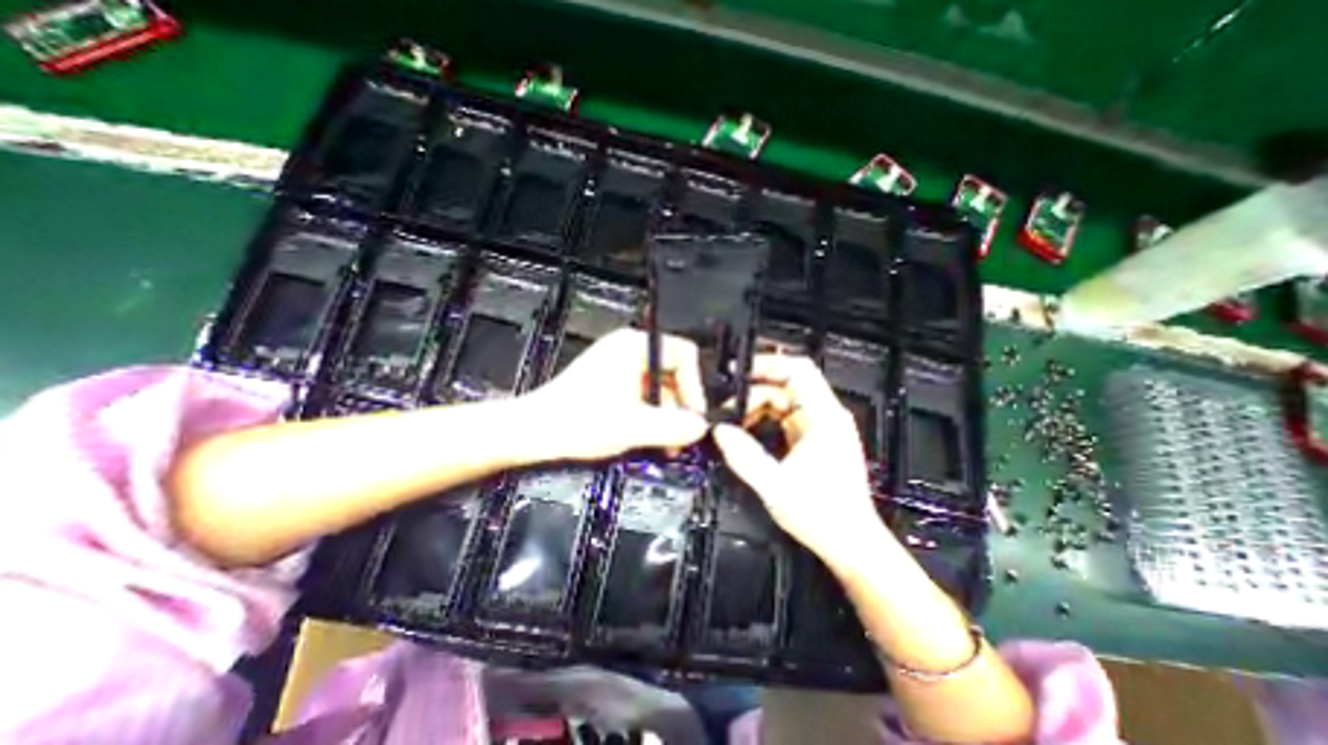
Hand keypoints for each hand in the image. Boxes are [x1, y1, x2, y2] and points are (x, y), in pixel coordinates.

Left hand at [518, 330, 709, 461]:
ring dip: (665, 414)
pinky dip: (650, 413)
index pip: (683, 354)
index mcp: (634, 346)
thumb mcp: (634, 427)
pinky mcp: (610, 379)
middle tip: (682, 436)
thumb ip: (674, 427)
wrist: (534, 431)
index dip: (694, 385)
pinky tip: (649, 435)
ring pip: (658, 385)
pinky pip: (642, 392)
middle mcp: (628, 348)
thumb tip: (701, 427)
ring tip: (666, 444)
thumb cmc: (578, 421)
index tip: (694, 414)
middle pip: (672, 372)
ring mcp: (618, 363)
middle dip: (679, 405)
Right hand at [715, 351, 891, 567]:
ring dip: (758, 406)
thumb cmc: (822, 516)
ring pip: (784, 399)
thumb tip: (720, 431)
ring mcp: (821, 427)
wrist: (851, 544)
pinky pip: (786, 416)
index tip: (738, 372)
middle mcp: (825, 416)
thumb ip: (744, 456)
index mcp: (824, 418)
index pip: (798, 370)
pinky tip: (748, 431)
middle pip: (787, 384)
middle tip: (727, 406)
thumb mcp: (775, 486)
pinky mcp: (815, 439)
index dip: (767, 365)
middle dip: (755, 390)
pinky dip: (765, 419)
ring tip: (733, 421)